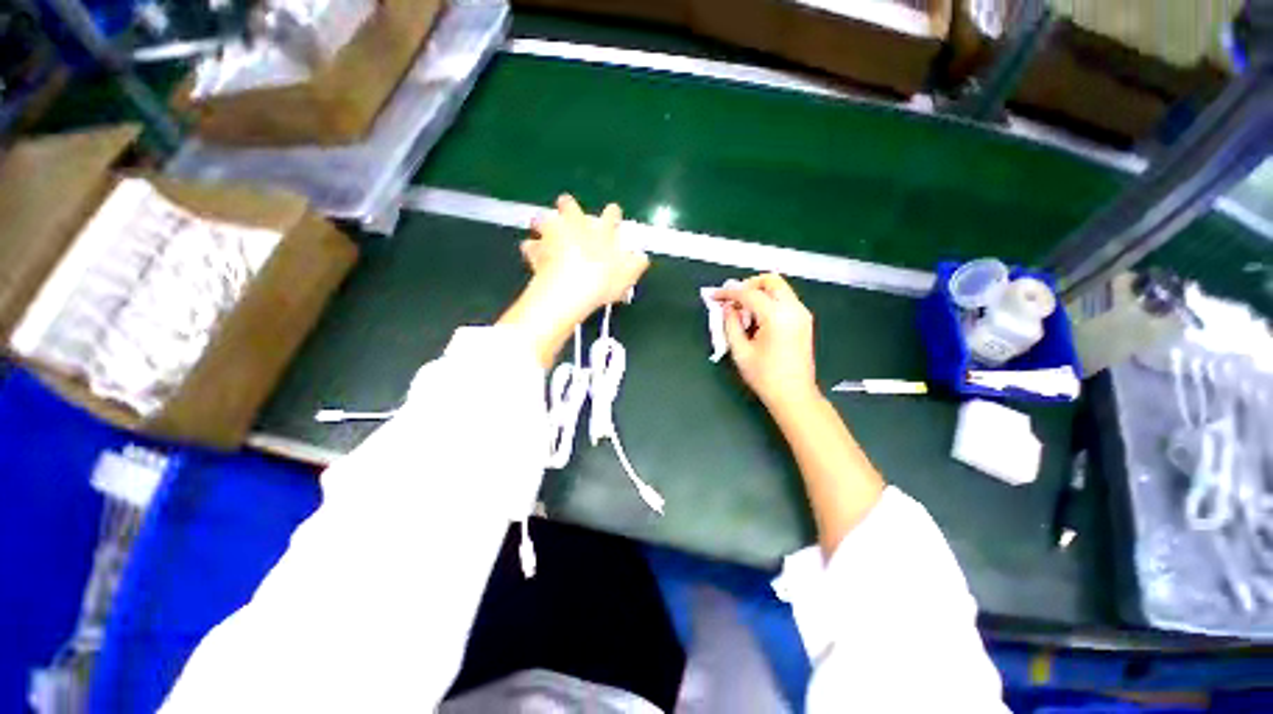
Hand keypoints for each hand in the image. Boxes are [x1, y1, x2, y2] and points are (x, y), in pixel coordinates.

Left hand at [499, 195, 648, 366]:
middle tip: (569, 218)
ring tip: (546, 234)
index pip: (611, 214)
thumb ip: (636, 264)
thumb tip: (642, 257)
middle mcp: (576, 226)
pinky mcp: (536, 250)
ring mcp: (553, 235)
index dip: (612, 214)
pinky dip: (532, 249)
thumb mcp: (628, 276)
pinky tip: (534, 256)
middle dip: (568, 207)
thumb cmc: (603, 280)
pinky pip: (529, 246)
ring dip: (544, 224)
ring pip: (543, 219)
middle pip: (568, 205)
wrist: (570, 289)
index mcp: (601, 230)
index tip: (613, 215)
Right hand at [714, 274, 818, 409]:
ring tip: (743, 313)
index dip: (728, 293)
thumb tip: (727, 308)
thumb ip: (730, 324)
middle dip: (748, 285)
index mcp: (777, 316)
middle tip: (733, 300)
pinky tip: (756, 319)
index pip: (749, 294)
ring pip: (779, 289)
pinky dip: (768, 302)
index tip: (714, 296)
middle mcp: (793, 309)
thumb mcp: (740, 351)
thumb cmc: (765, 377)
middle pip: (771, 281)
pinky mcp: (804, 321)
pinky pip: (784, 300)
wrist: (794, 395)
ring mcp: (802, 314)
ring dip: (759, 293)